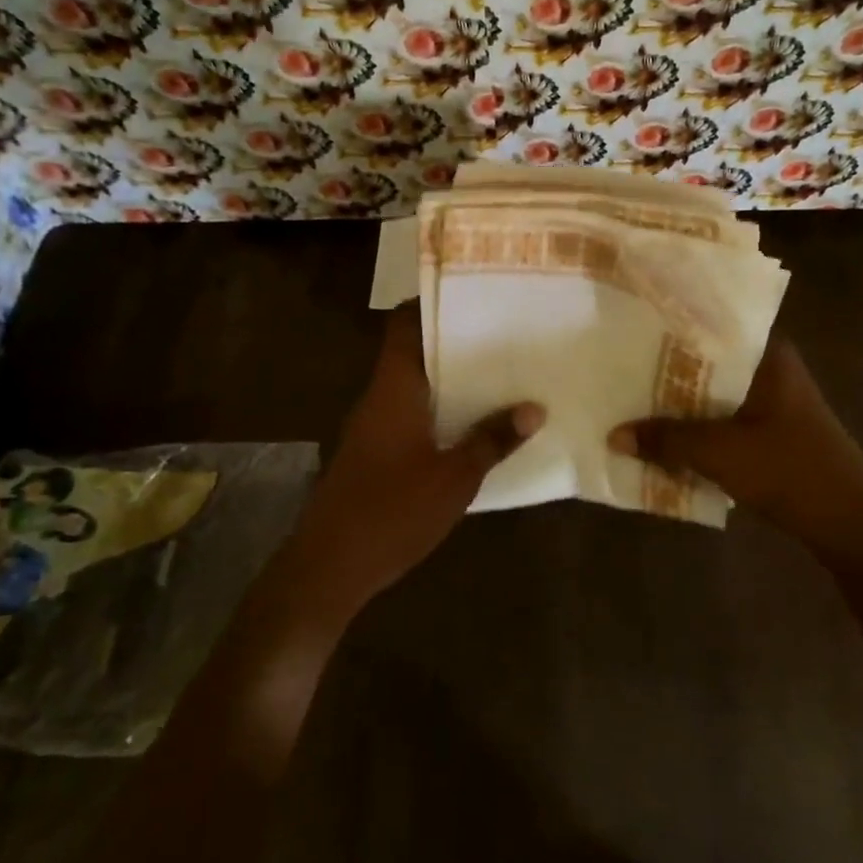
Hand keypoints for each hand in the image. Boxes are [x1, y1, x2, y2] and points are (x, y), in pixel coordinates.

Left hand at [294, 307, 542, 607]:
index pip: (403, 323)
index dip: (432, 302)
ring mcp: (373, 425)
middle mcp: (380, 396)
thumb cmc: (392, 512)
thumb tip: (534, 408)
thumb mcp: (454, 478)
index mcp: (394, 387)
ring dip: (450, 377)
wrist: (328, 568)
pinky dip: (439, 408)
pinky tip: (472, 422)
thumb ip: (493, 440)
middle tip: (503, 333)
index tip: (473, 293)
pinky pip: (411, 412)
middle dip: (455, 341)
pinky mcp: (374, 451)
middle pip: (414, 350)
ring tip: (499, 371)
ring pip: (414, 383)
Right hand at [608, 336, 862, 561]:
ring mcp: (773, 401)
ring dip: (679, 402)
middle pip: (708, 361)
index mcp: (767, 355)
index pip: (711, 325)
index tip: (630, 327)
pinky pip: (723, 418)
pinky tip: (665, 435)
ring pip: (713, 392)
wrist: (851, 525)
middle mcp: (771, 368)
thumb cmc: (790, 472)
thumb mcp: (720, 453)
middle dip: (666, 369)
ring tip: (631, 398)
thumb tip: (614, 435)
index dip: (669, 327)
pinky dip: (697, 425)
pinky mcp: (772, 431)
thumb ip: (666, 440)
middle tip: (619, 365)